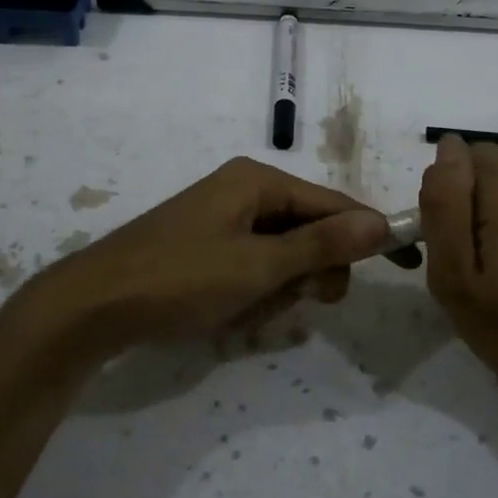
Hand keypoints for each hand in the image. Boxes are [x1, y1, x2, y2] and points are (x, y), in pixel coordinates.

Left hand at [19, 157, 389, 359]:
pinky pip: (252, 268)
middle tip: (299, 301)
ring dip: (278, 290)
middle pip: (308, 231)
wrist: (92, 306)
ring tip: (247, 312)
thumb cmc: (179, 279)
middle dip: (310, 272)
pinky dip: (252, 294)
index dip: (369, 234)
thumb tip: (381, 223)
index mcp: (257, 181)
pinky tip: (228, 315)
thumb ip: (321, 245)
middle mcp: (243, 192)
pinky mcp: (205, 249)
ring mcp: (221, 221)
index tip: (406, 264)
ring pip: (282, 257)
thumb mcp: (257, 265)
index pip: (333, 204)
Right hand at [420, 135, 497, 418]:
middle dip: (466, 192)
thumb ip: (444, 205)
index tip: (445, 236)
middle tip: (462, 251)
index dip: (445, 189)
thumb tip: (447, 148)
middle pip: (488, 160)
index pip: (464, 153)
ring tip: (485, 258)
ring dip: (487, 202)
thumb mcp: (455, 277)